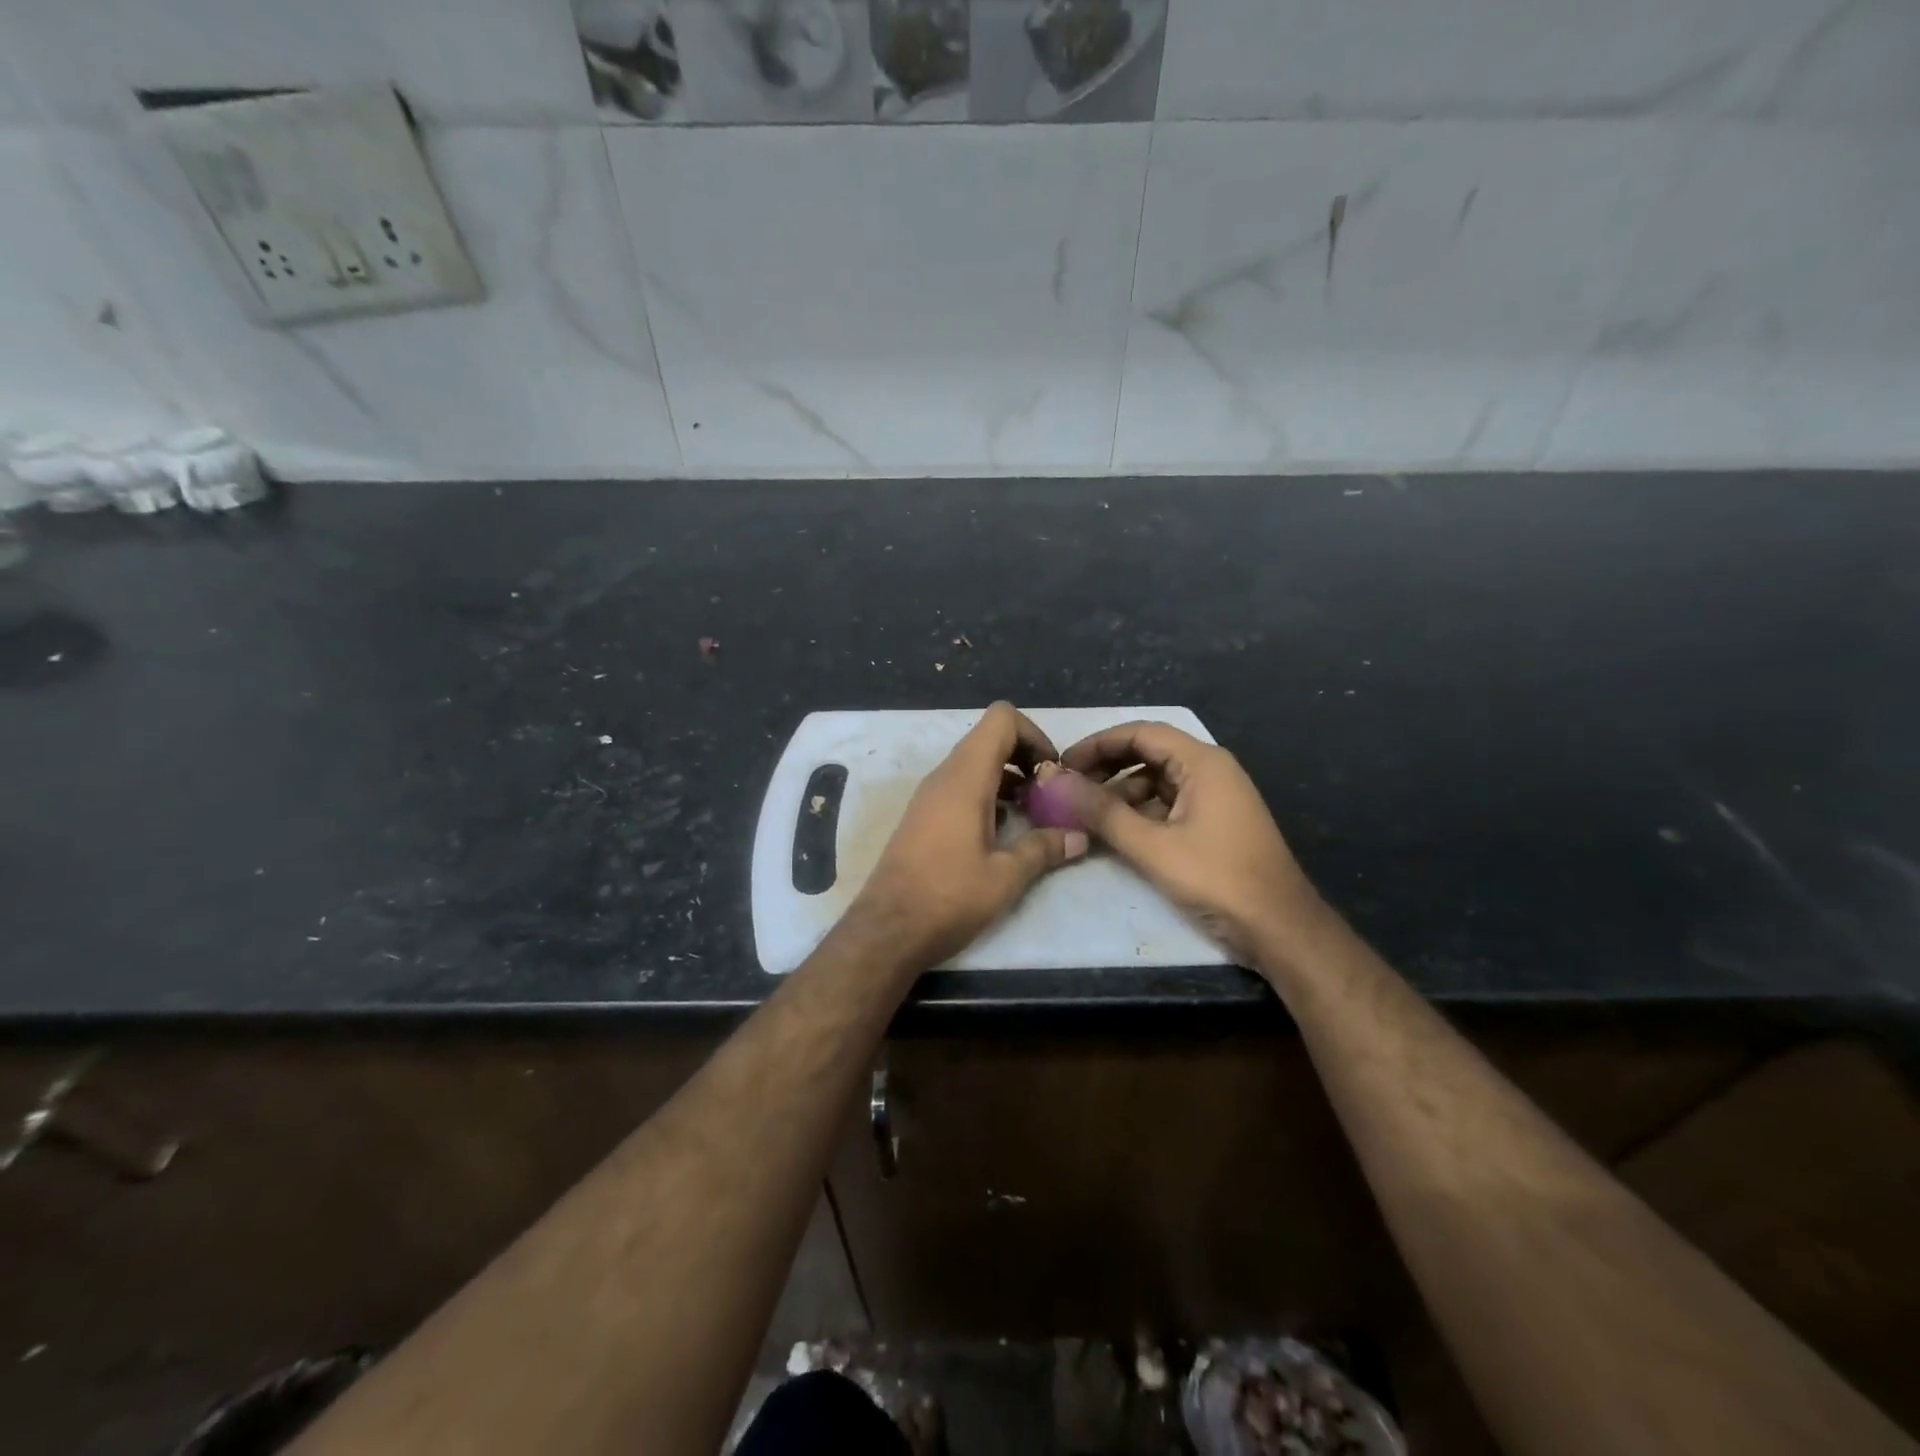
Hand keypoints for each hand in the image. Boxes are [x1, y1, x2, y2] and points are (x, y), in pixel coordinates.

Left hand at [853, 702, 1088, 969]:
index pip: (1001, 718)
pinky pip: (960, 786)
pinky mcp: (922, 817)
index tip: (1052, 773)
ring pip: (974, 763)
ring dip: (1007, 778)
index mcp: (965, 778)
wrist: (887, 930)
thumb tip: (1079, 837)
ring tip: (1032, 813)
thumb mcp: (1005, 876)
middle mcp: (944, 777)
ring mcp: (929, 796)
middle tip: (1048, 794)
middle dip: (1025, 757)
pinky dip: (987, 795)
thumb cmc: (948, 897)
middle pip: (989, 738)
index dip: (1034, 734)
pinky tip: (1002, 831)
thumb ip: (1044, 849)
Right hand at [1055, 721, 1318, 961]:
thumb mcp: (1152, 846)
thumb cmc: (1217, 878)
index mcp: (1202, 762)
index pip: (1140, 733)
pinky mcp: (1215, 822)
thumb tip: (1058, 783)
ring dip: (1121, 792)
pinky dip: (1140, 812)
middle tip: (1069, 788)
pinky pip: (1169, 803)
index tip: (1063, 765)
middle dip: (1106, 767)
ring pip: (1157, 780)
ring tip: (1086, 814)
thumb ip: (1104, 812)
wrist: (1280, 927)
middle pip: (1149, 753)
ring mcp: (1216, 796)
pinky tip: (1117, 832)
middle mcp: (1210, 770)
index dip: (1098, 745)